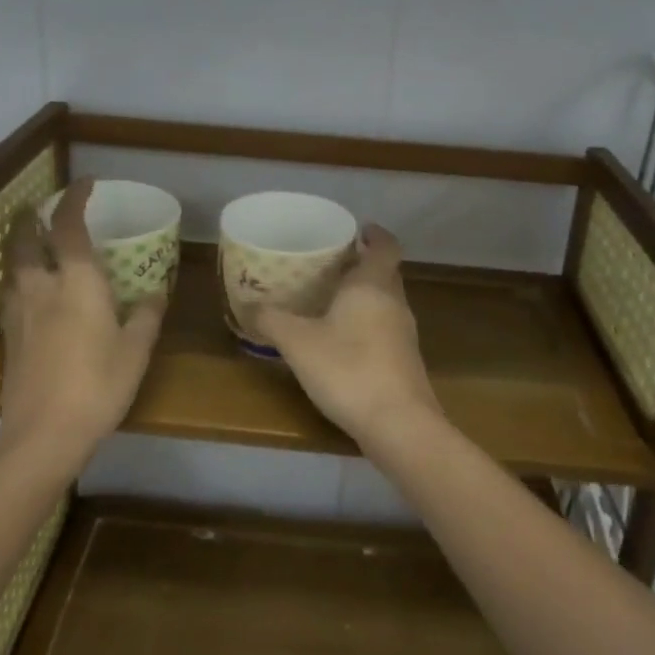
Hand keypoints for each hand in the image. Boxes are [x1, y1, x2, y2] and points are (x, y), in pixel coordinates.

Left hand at [0, 178, 166, 465]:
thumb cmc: (97, 384)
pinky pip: (10, 294)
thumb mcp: (135, 350)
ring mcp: (18, 312)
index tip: (85, 184)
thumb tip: (154, 293)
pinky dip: (18, 280)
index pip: (70, 226)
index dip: (75, 199)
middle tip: (42, 210)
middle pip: (26, 240)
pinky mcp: (8, 338)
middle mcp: (41, 287)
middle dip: (32, 219)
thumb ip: (145, 316)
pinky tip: (29, 294)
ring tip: (34, 247)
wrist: (42, 434)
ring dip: (21, 248)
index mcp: (76, 281)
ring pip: (13, 266)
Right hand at [253, 225, 441, 445]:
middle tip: (332, 263)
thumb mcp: (298, 342)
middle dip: (363, 264)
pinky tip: (344, 340)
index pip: (386, 245)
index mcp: (373, 285)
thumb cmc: (348, 369)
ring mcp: (404, 334)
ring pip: (386, 301)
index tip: (358, 229)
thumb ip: (272, 320)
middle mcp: (394, 303)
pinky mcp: (405, 362)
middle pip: (386, 272)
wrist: (398, 425)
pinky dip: (367, 323)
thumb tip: (248, 305)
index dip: (374, 234)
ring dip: (365, 295)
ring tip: (332, 299)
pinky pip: (386, 328)